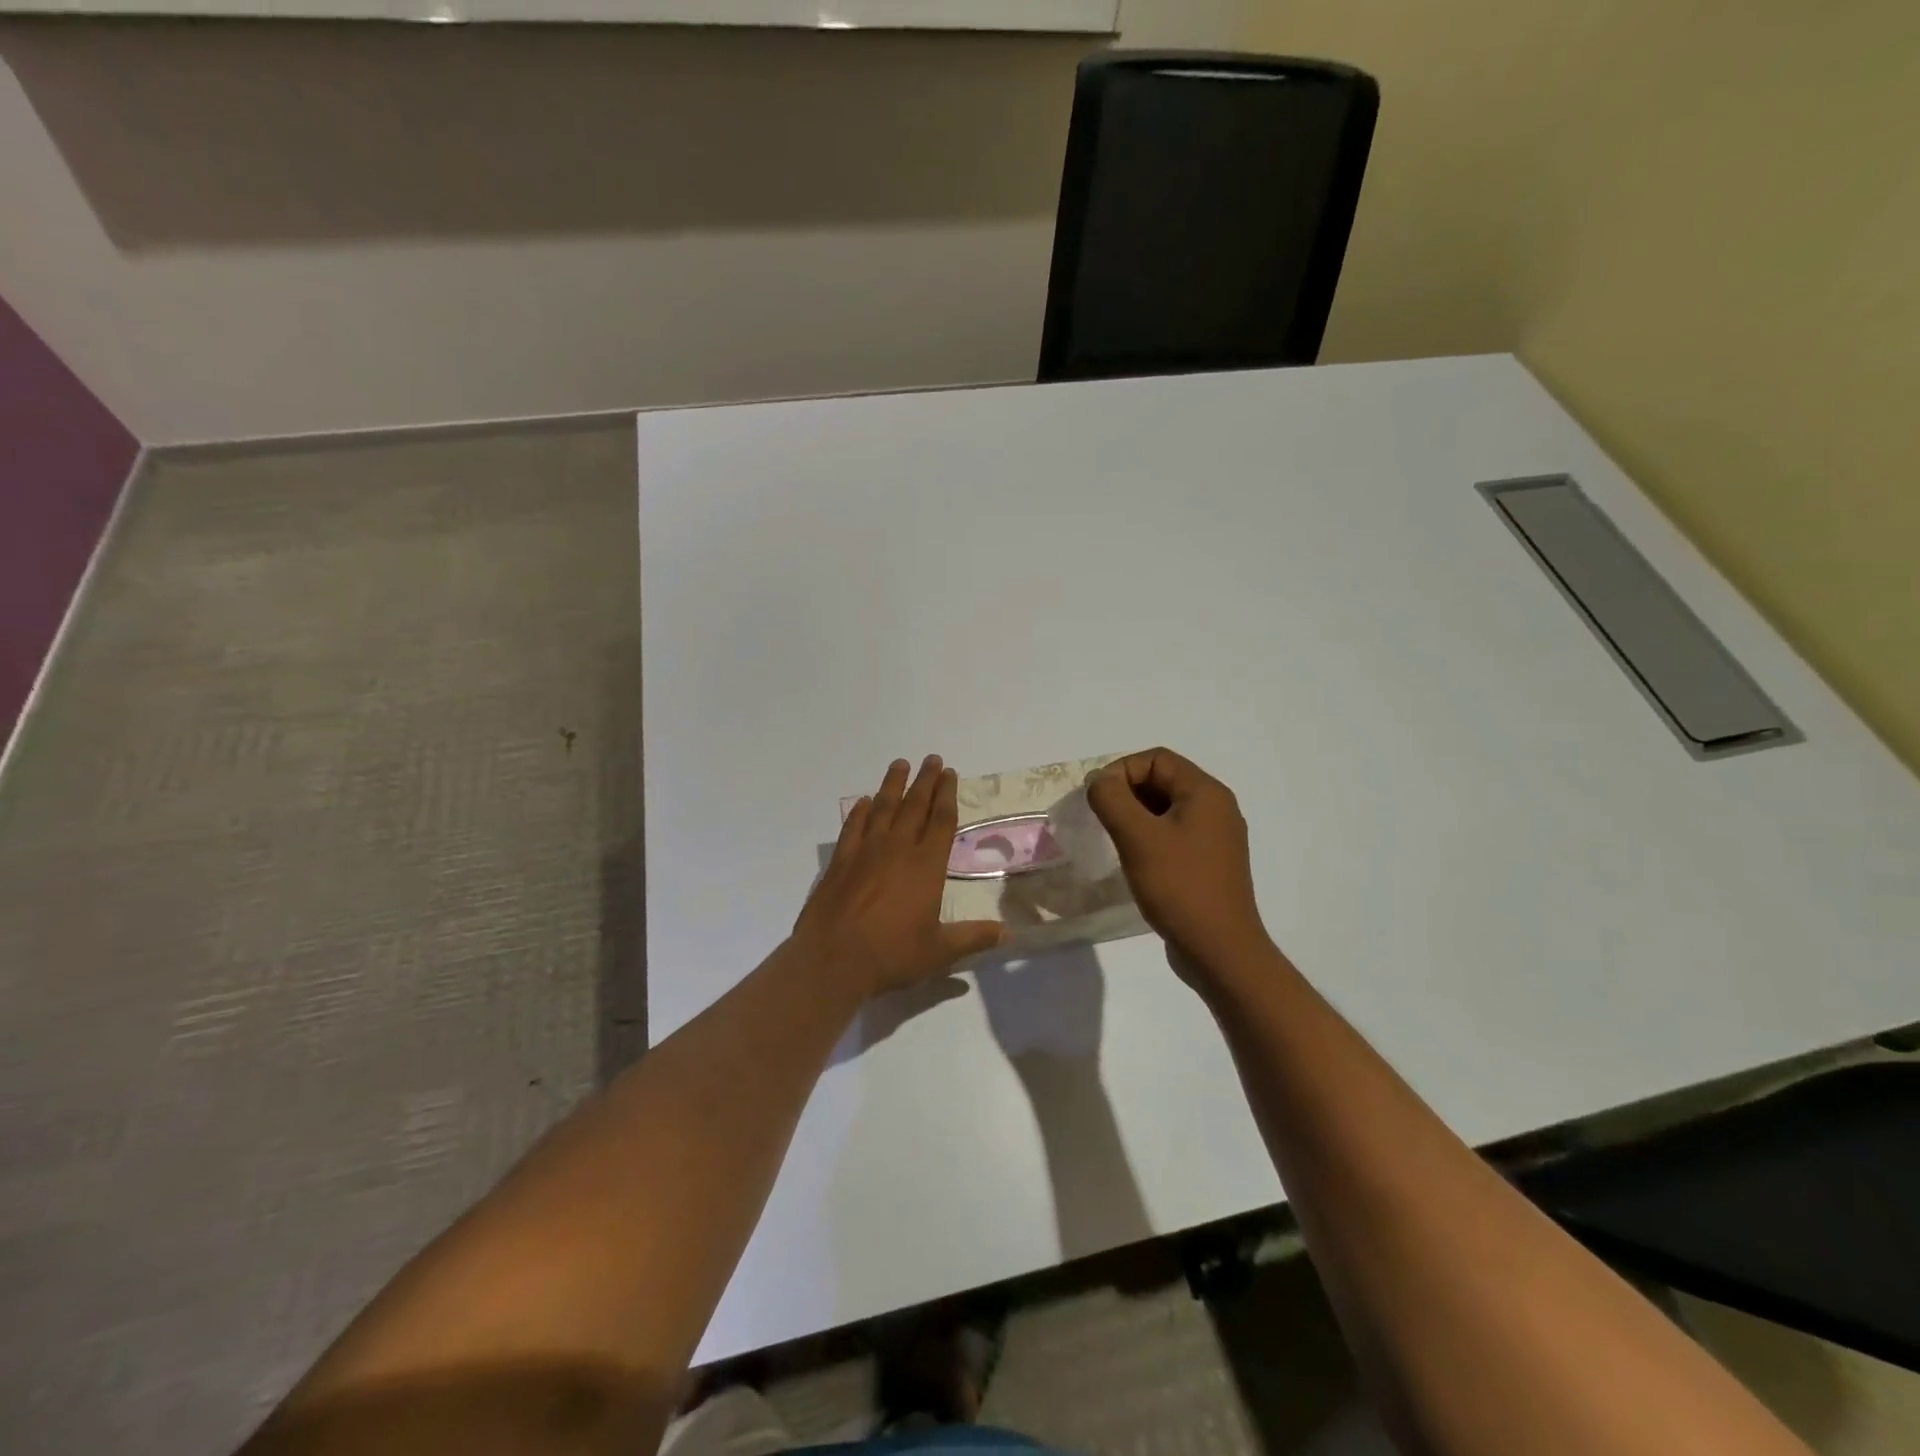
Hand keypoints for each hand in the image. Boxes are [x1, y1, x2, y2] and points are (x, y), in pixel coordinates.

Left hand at [793, 756, 1007, 999]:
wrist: (833, 959)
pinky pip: (853, 827)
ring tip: (900, 764)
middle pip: (914, 806)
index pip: (941, 821)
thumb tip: (1008, 935)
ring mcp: (865, 852)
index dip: (947, 795)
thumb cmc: (892, 954)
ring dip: (893, 785)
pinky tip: (864, 802)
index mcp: (927, 866)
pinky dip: (859, 811)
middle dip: (925, 781)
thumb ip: (973, 937)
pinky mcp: (840, 861)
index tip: (950, 773)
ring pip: (883, 808)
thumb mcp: (939, 951)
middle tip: (932, 759)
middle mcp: (898, 849)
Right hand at [1087, 748, 1272, 980]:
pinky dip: (1149, 837)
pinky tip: (1135, 861)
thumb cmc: (1179, 886)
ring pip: (1166, 809)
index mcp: (1206, 793)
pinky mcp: (1210, 863)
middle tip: (1101, 819)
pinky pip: (1174, 834)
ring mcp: (1216, 837)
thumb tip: (1099, 781)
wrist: (1219, 950)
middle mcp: (1217, 808)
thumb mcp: (1137, 837)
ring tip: (1114, 840)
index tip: (1097, 799)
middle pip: (1163, 780)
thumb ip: (1112, 799)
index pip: (1156, 758)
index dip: (1121, 771)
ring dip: (1135, 816)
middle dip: (1126, 793)